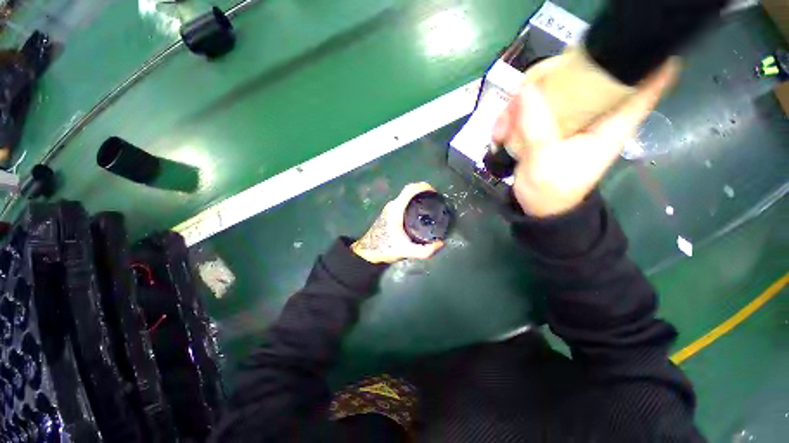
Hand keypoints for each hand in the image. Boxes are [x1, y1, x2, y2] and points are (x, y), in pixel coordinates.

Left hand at [352, 182, 444, 263]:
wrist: (368, 252)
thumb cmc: (385, 248)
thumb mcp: (407, 251)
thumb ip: (425, 251)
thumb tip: (440, 244)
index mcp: (396, 209)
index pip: (410, 189)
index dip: (423, 186)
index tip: (435, 192)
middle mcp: (392, 205)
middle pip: (409, 192)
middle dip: (424, 193)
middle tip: (436, 202)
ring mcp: (389, 208)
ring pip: (406, 198)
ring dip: (418, 199)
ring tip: (430, 208)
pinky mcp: (389, 213)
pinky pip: (403, 203)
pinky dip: (412, 204)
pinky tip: (419, 215)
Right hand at [492, 58, 679, 217]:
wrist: (538, 209)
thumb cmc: (552, 191)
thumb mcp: (544, 160)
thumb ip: (536, 125)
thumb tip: (526, 88)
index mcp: (611, 123)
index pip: (645, 85)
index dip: (649, 59)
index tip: (631, 40)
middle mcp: (593, 115)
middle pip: (582, 78)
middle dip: (548, 82)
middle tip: (516, 101)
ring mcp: (568, 120)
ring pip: (548, 94)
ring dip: (519, 106)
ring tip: (500, 131)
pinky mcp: (548, 127)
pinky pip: (531, 110)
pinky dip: (513, 119)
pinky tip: (499, 135)